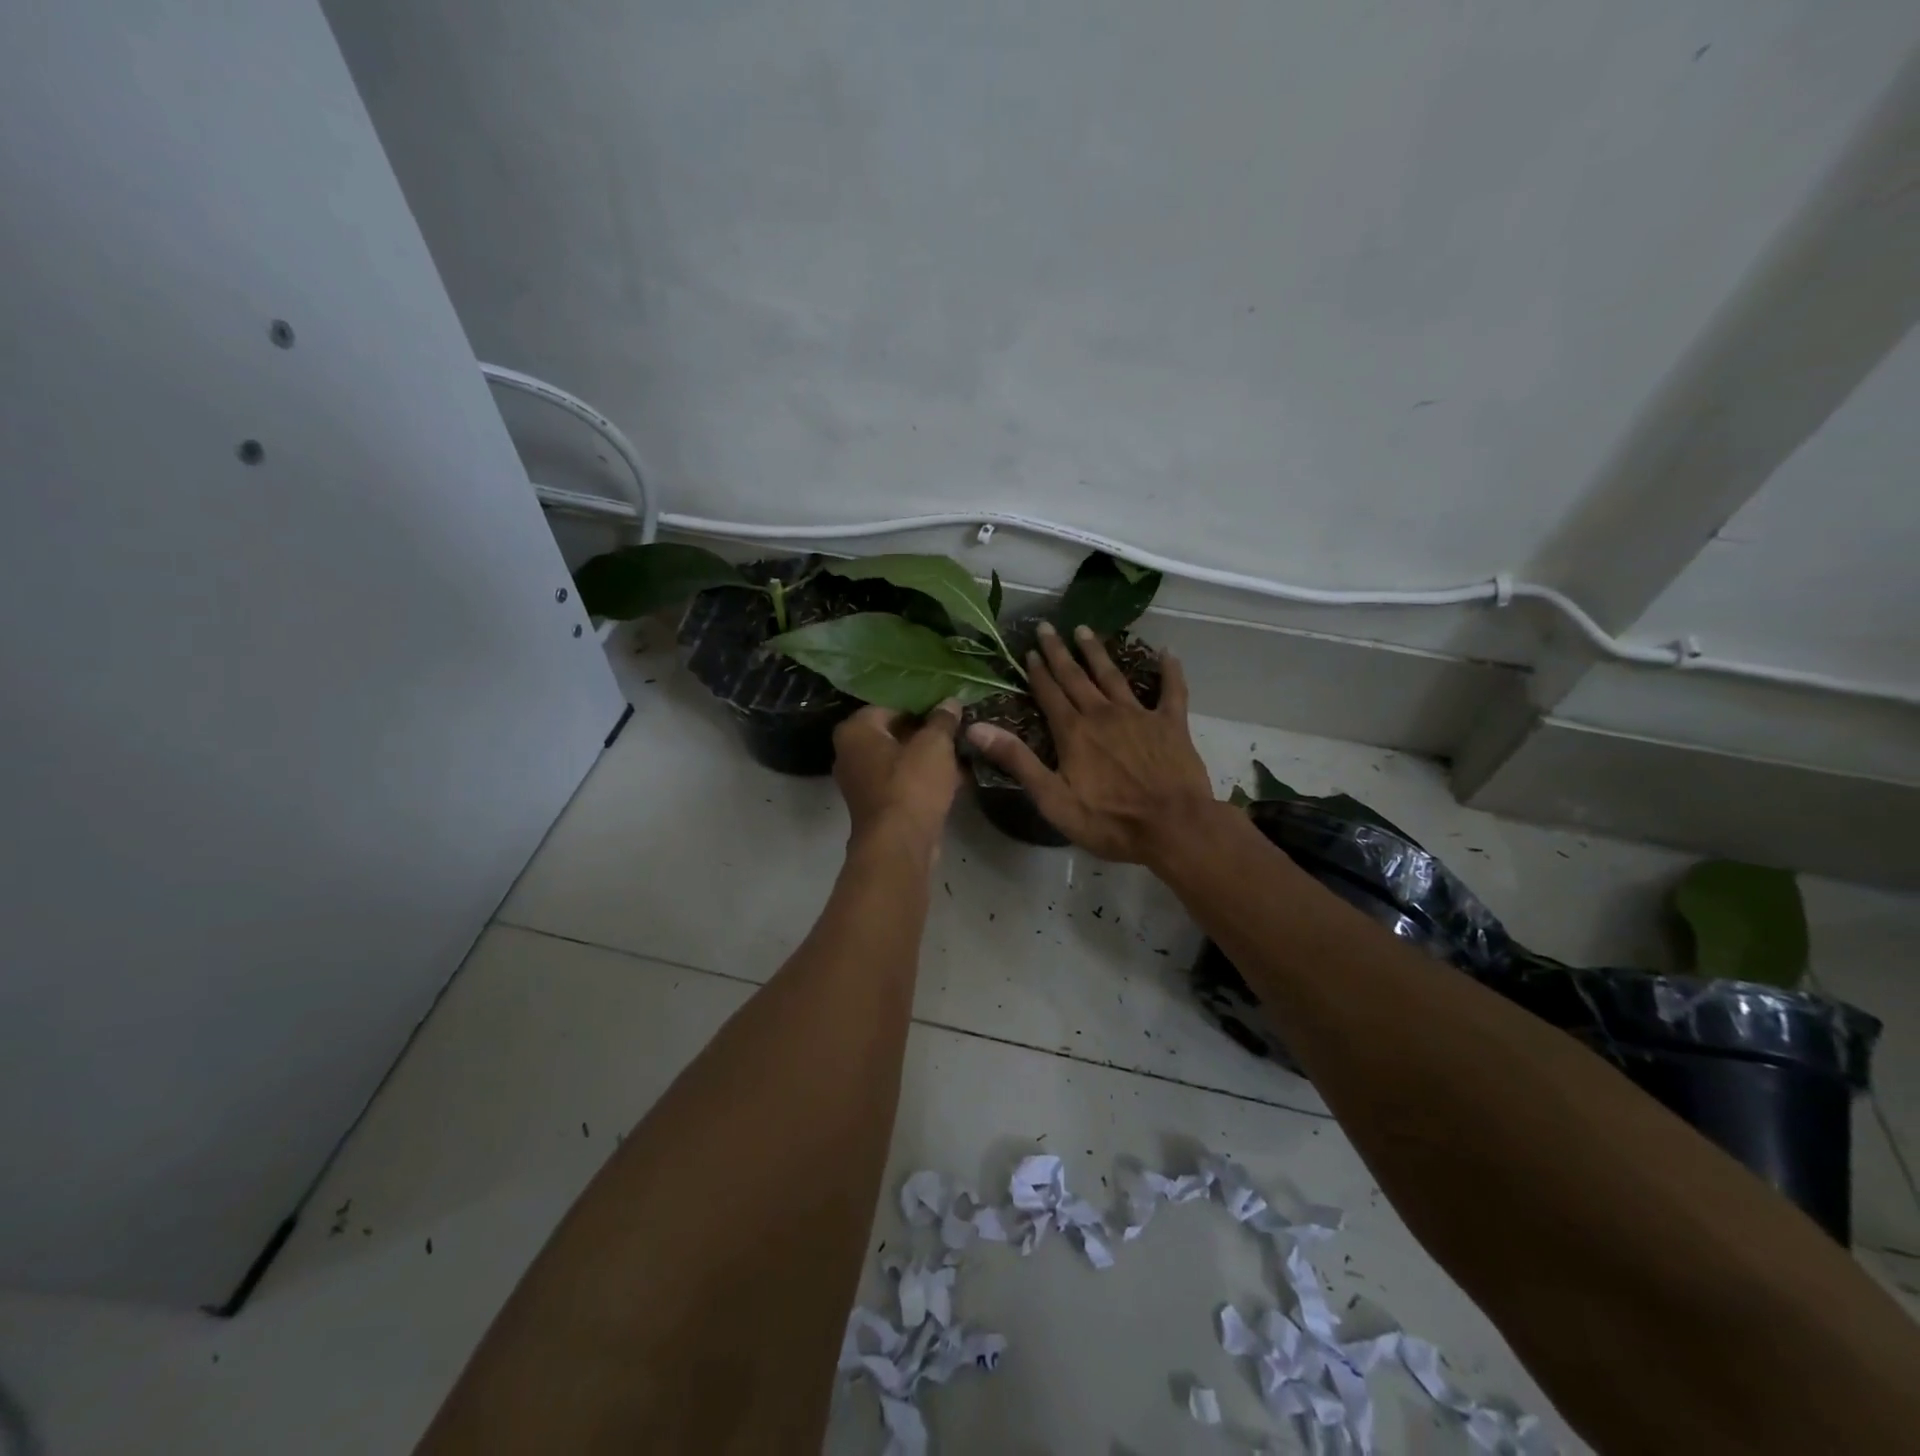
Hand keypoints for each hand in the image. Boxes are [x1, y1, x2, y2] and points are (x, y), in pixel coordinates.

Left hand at [832, 702, 963, 857]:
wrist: (899, 845)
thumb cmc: (911, 784)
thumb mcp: (935, 744)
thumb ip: (943, 720)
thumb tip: (950, 702)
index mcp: (855, 731)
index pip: (890, 705)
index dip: (921, 705)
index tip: (947, 709)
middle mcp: (850, 754)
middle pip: (894, 733)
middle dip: (926, 733)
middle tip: (957, 729)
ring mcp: (861, 783)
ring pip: (901, 760)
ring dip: (929, 758)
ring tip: (962, 751)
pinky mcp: (877, 807)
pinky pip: (903, 783)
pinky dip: (924, 780)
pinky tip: (957, 778)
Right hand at [965, 623, 1217, 864]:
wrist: (1173, 827)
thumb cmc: (1109, 820)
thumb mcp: (1053, 798)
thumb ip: (1017, 760)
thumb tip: (976, 728)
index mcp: (1074, 731)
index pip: (1049, 693)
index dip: (1037, 671)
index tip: (1028, 650)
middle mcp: (1103, 714)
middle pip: (1076, 677)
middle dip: (1059, 652)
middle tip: (1048, 627)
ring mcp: (1139, 715)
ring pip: (1113, 676)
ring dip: (1097, 652)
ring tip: (1085, 630)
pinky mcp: (1171, 724)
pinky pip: (1172, 690)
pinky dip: (1169, 670)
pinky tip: (1167, 653)